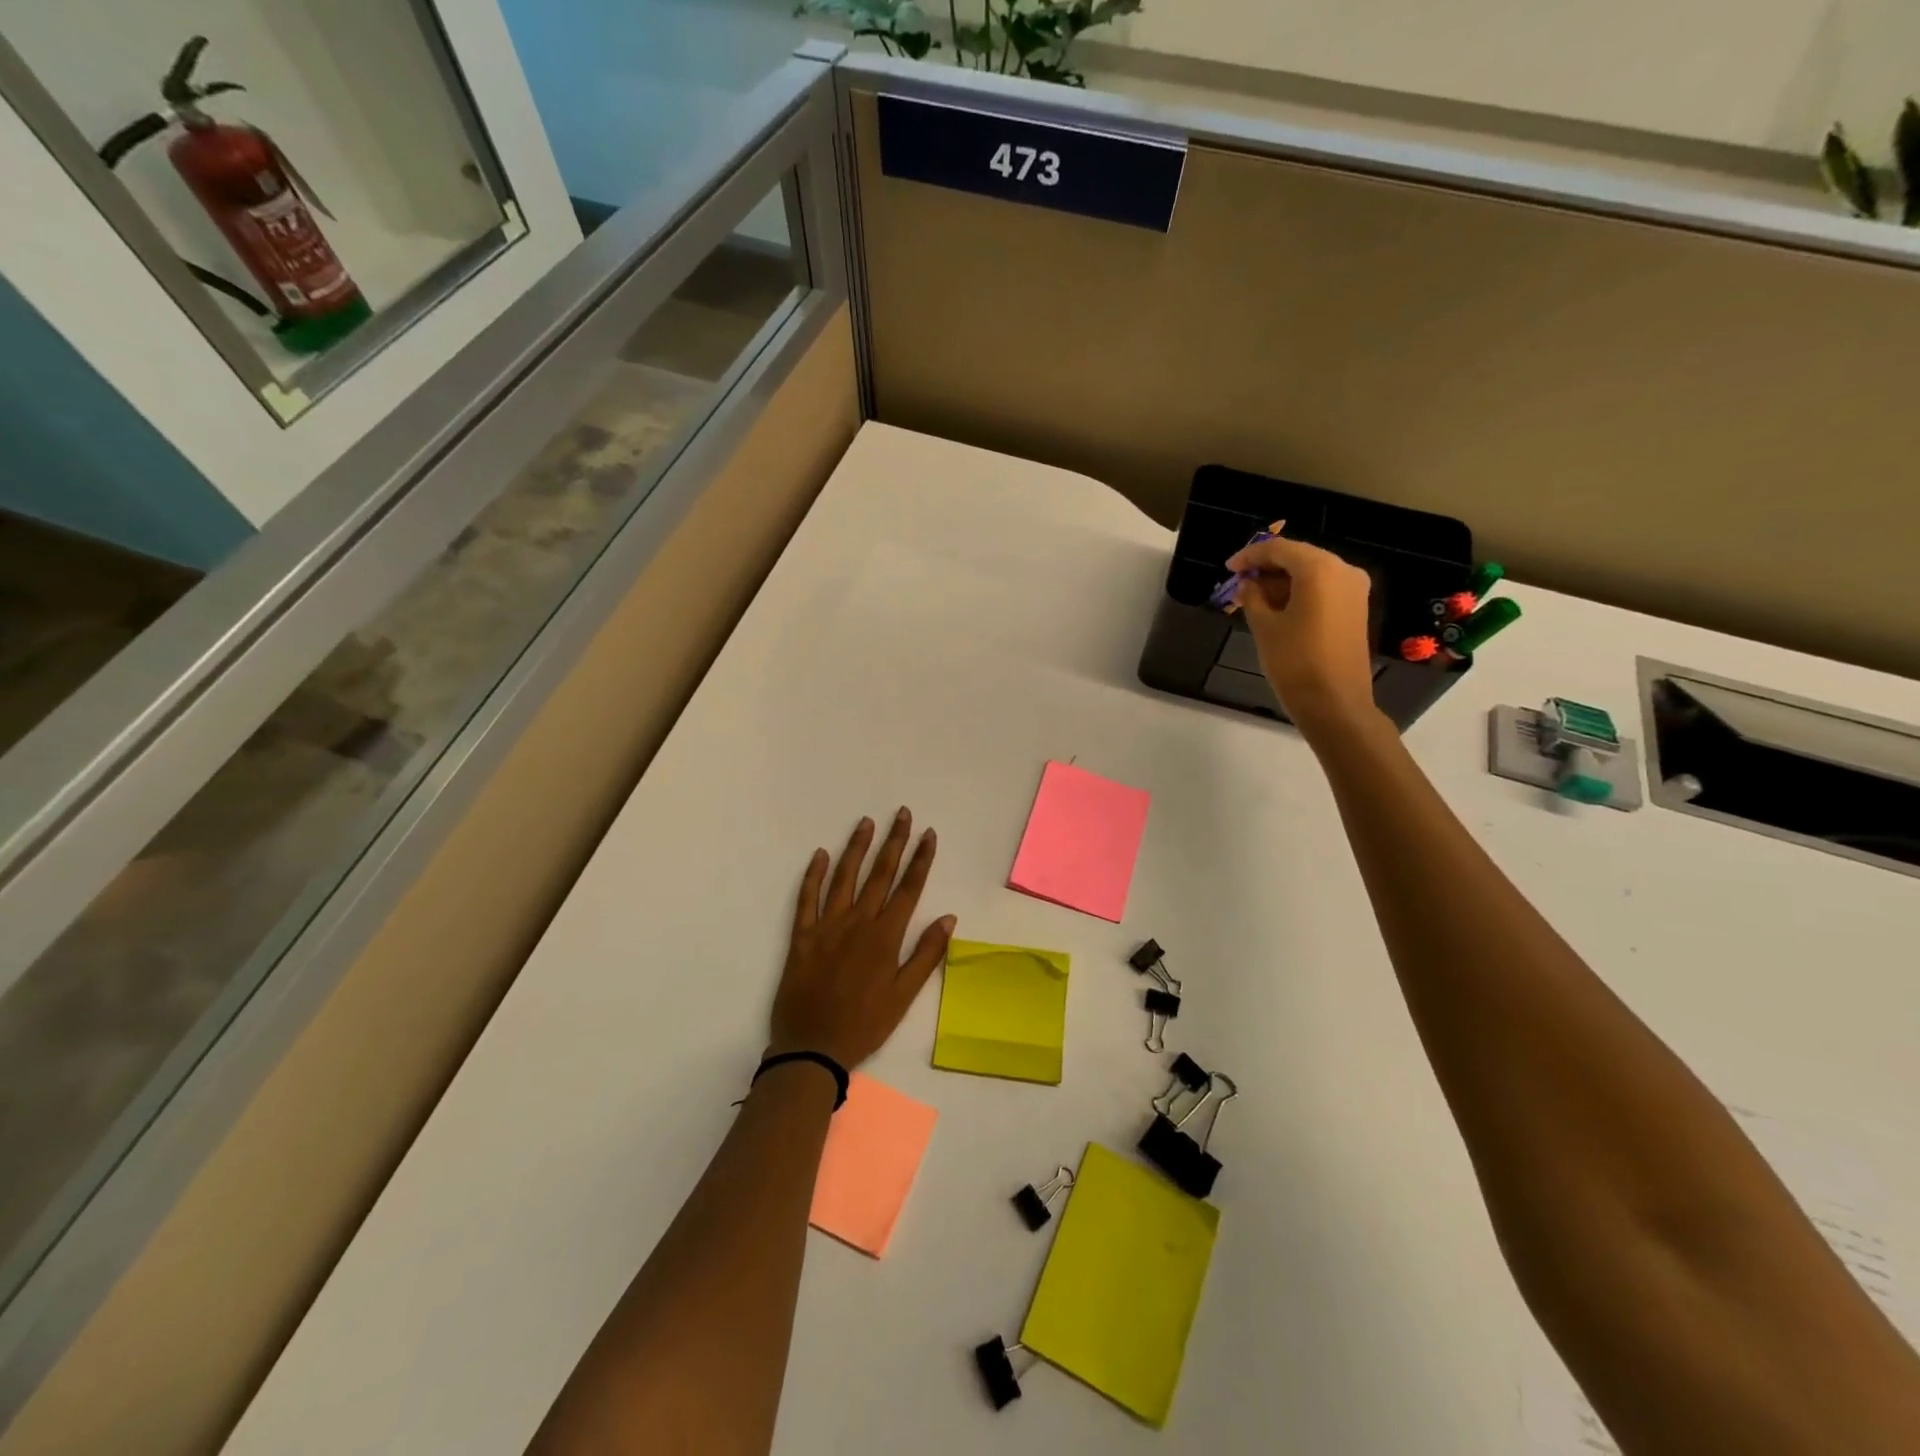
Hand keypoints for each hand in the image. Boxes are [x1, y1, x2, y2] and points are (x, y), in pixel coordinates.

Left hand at [769, 808, 955, 1071]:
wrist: (812, 1049)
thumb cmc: (864, 1025)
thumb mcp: (904, 996)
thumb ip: (926, 954)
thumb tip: (948, 918)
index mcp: (885, 937)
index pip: (909, 888)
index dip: (920, 859)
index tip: (928, 834)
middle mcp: (858, 922)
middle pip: (880, 874)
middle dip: (894, 842)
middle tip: (902, 813)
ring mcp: (827, 926)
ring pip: (844, 877)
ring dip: (857, 848)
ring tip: (866, 823)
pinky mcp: (802, 936)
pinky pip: (806, 898)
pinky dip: (814, 875)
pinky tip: (821, 854)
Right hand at [1228, 535, 1380, 740]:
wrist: (1335, 703)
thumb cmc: (1295, 662)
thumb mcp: (1264, 627)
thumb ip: (1253, 598)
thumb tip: (1248, 584)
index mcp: (1319, 570)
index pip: (1279, 549)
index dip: (1250, 556)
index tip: (1228, 568)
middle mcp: (1343, 571)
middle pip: (1299, 557)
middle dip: (1267, 568)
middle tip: (1239, 583)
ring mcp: (1354, 590)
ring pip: (1312, 573)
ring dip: (1282, 582)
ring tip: (1253, 599)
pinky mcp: (1355, 608)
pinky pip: (1323, 589)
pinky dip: (1299, 592)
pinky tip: (1277, 608)